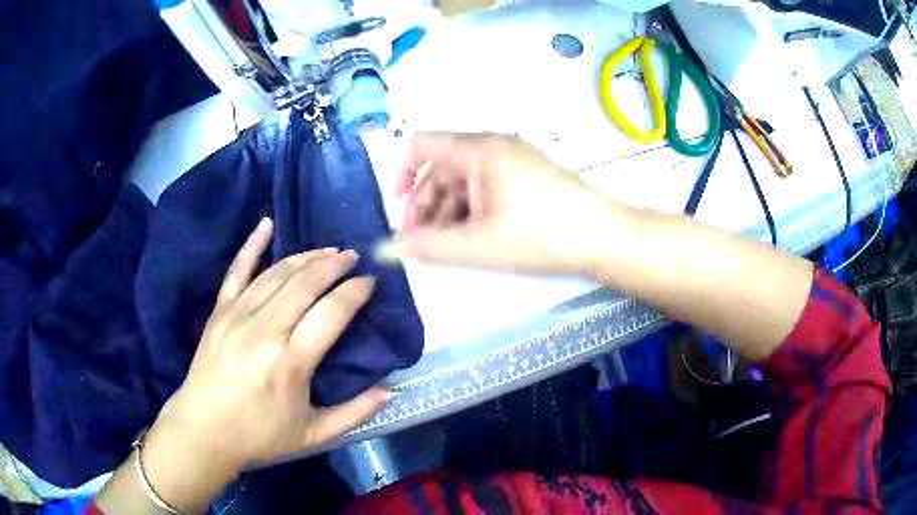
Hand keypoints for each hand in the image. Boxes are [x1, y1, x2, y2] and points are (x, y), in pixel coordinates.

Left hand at [145, 218, 388, 484]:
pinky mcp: (219, 313)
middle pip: (305, 284)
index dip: (354, 292)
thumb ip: (355, 413)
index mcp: (291, 364)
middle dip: (334, 265)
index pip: (331, 313)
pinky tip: (265, 224)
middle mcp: (265, 332)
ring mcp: (238, 317)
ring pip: (277, 274)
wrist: (204, 431)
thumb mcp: (314, 435)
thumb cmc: (259, 436)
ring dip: (306, 256)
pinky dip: (251, 245)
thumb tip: (391, 390)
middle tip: (353, 257)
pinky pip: (236, 271)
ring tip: (327, 250)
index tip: (369, 282)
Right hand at [382, 132, 623, 274]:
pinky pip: (485, 186)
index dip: (400, 175)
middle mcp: (492, 146)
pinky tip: (471, 238)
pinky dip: (470, 209)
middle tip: (422, 243)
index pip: (420, 145)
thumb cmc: (542, 236)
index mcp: (478, 150)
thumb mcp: (480, 245)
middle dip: (424, 204)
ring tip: (445, 247)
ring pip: (463, 180)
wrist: (604, 238)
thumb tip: (393, 248)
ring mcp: (512, 159)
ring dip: (446, 211)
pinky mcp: (525, 175)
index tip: (399, 211)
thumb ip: (430, 247)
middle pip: (440, 167)